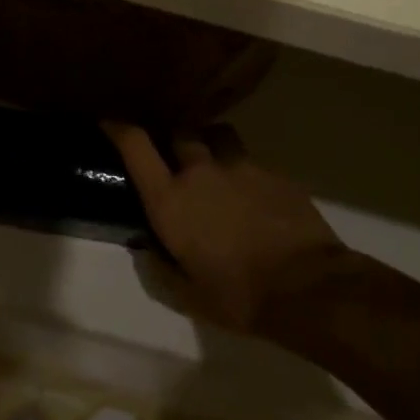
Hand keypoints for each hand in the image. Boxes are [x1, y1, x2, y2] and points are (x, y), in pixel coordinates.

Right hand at [104, 122, 349, 334]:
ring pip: (218, 136)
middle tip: (176, 158)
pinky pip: (251, 160)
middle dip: (174, 140)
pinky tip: (253, 195)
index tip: (111, 122)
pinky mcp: (274, 172)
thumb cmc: (238, 296)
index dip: (119, 129)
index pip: (136, 146)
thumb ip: (162, 268)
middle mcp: (200, 172)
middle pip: (180, 133)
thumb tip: (149, 250)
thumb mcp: (188, 295)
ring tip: (216, 164)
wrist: (308, 288)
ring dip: (211, 144)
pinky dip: (244, 170)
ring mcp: (241, 167)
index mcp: (170, 200)